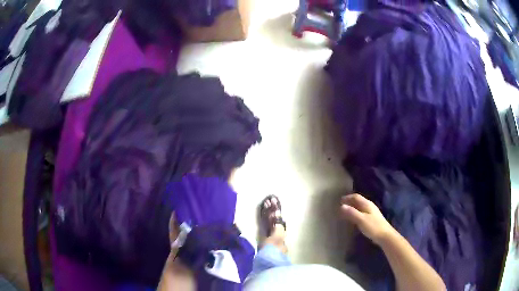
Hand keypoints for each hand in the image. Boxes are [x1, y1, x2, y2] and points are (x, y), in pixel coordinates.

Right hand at [340, 193, 395, 245]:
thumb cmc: (373, 226)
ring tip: (345, 212)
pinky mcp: (372, 219)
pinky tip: (354, 219)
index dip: (348, 197)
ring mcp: (371, 212)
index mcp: (367, 204)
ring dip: (352, 208)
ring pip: (360, 207)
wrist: (385, 235)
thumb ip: (352, 213)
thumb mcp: (361, 219)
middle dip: (350, 202)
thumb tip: (341, 206)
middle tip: (341, 206)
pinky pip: (362, 212)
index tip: (340, 201)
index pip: (356, 197)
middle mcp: (369, 206)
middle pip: (358, 201)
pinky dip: (356, 213)